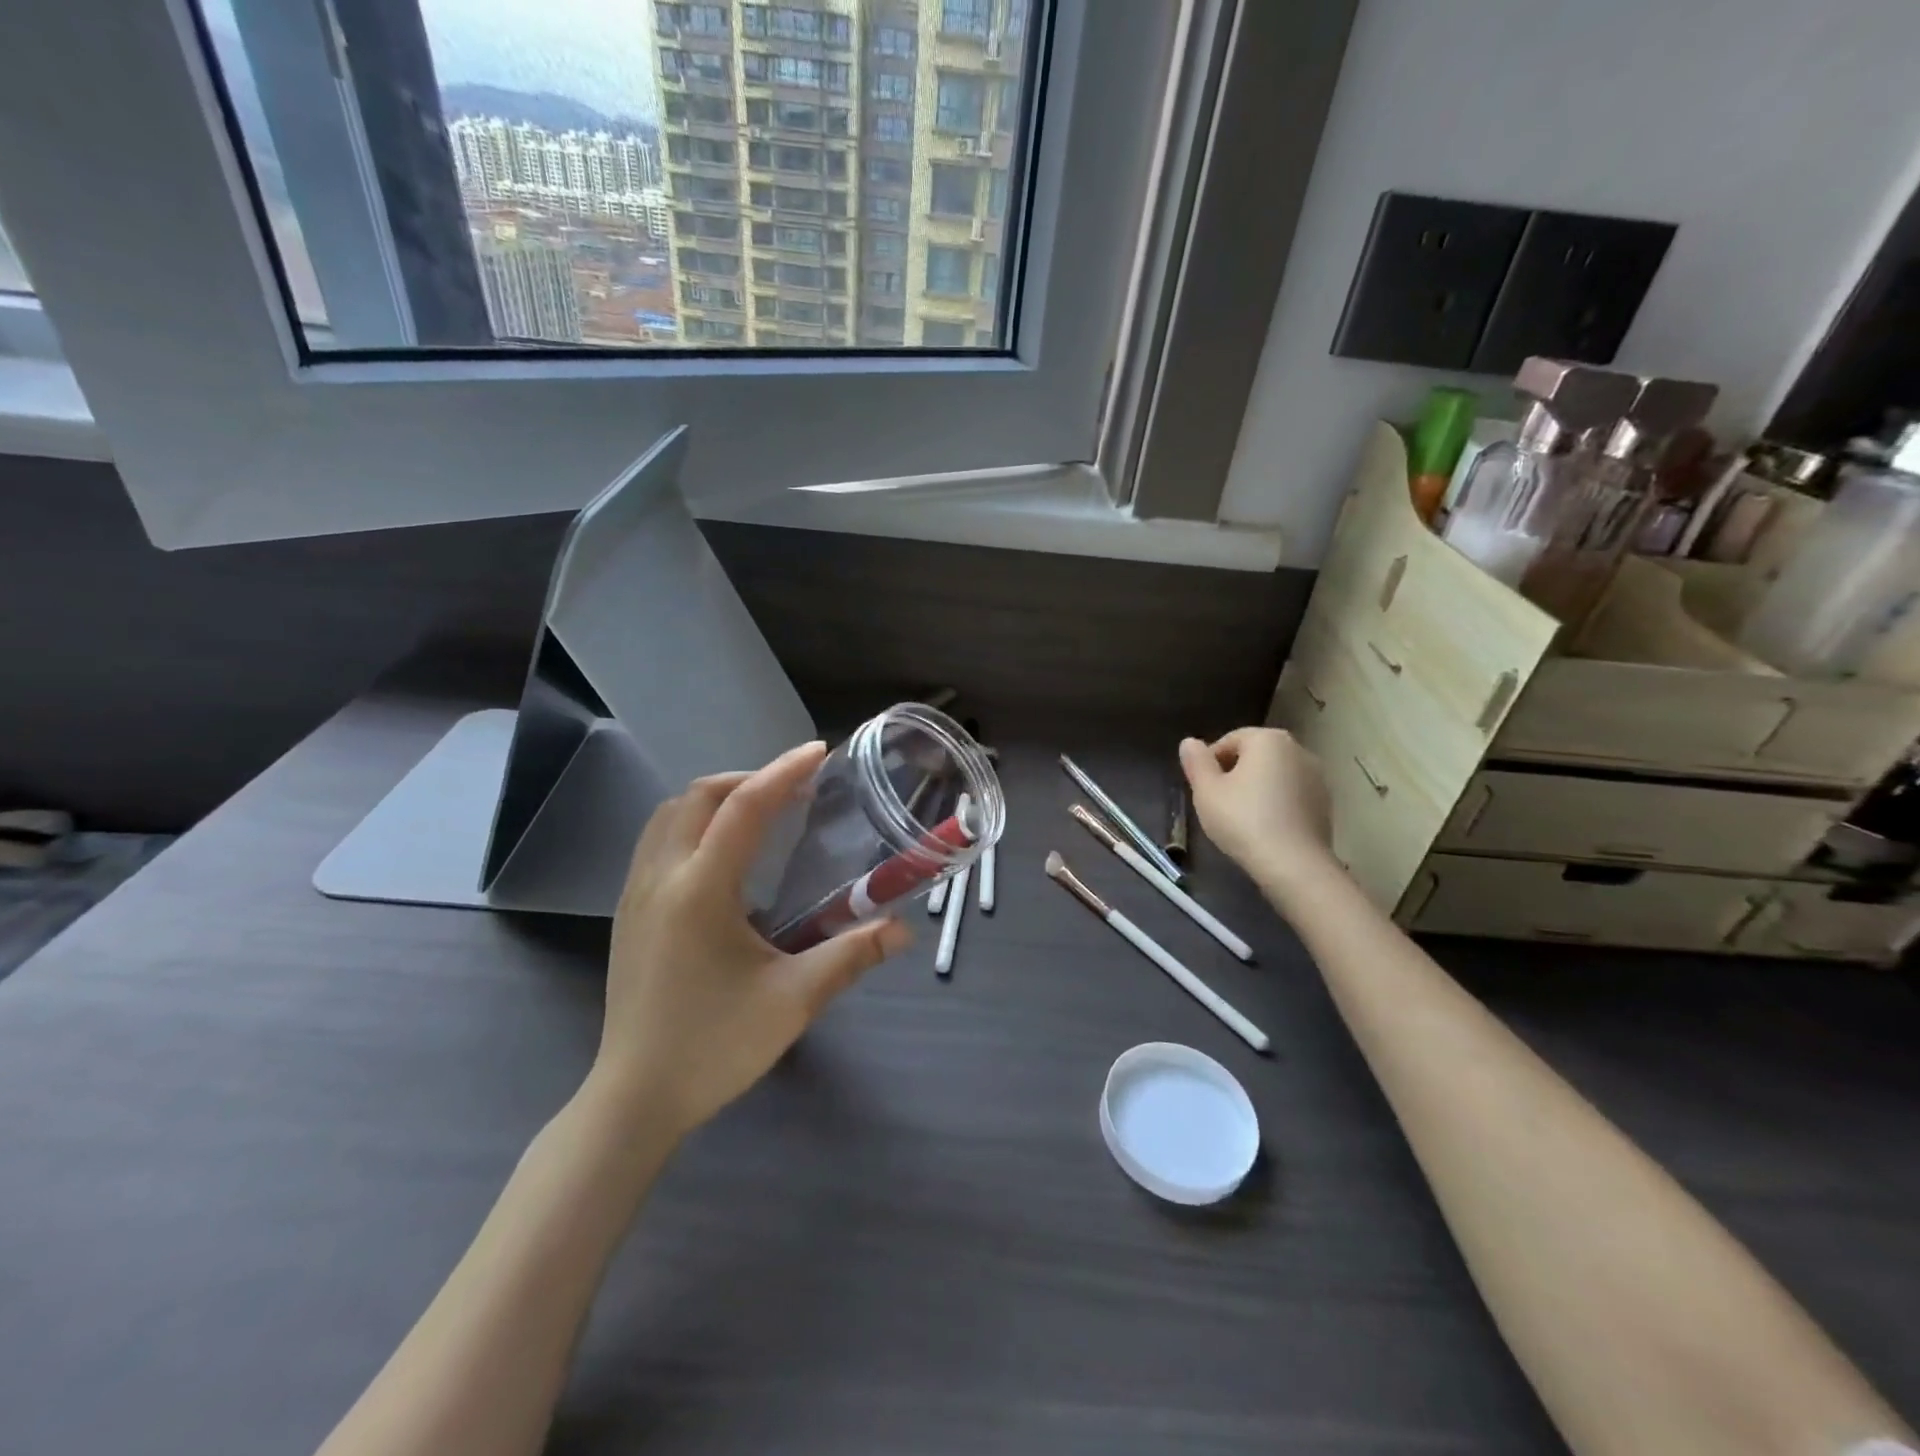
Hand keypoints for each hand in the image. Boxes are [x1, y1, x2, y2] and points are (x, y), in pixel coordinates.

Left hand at [593, 741, 912, 1138]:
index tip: (819, 752)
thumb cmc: (715, 1046)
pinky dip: (692, 824)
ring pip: (668, 815)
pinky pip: (656, 841)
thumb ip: (852, 956)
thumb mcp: (794, 1000)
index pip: (744, 807)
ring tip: (759, 814)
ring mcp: (635, 894)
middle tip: (792, 791)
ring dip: (714, 799)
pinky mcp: (628, 913)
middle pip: (698, 796)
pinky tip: (722, 857)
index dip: (783, 772)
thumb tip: (902, 929)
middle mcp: (661, 877)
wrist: (635, 1098)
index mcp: (700, 889)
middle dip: (747, 779)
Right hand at [1179, 728, 1335, 887]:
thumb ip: (1196, 762)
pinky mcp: (1325, 803)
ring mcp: (1317, 776)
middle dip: (1235, 774)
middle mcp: (1297, 749)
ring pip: (1274, 776)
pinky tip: (1266, 828)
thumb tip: (1189, 742)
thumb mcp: (1206, 791)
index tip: (1203, 789)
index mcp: (1268, 739)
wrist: (1293, 865)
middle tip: (1218, 803)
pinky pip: (1291, 795)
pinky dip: (1277, 804)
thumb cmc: (1243, 820)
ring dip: (1257, 789)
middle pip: (1255, 756)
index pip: (1229, 741)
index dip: (1210, 763)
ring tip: (1242, 818)